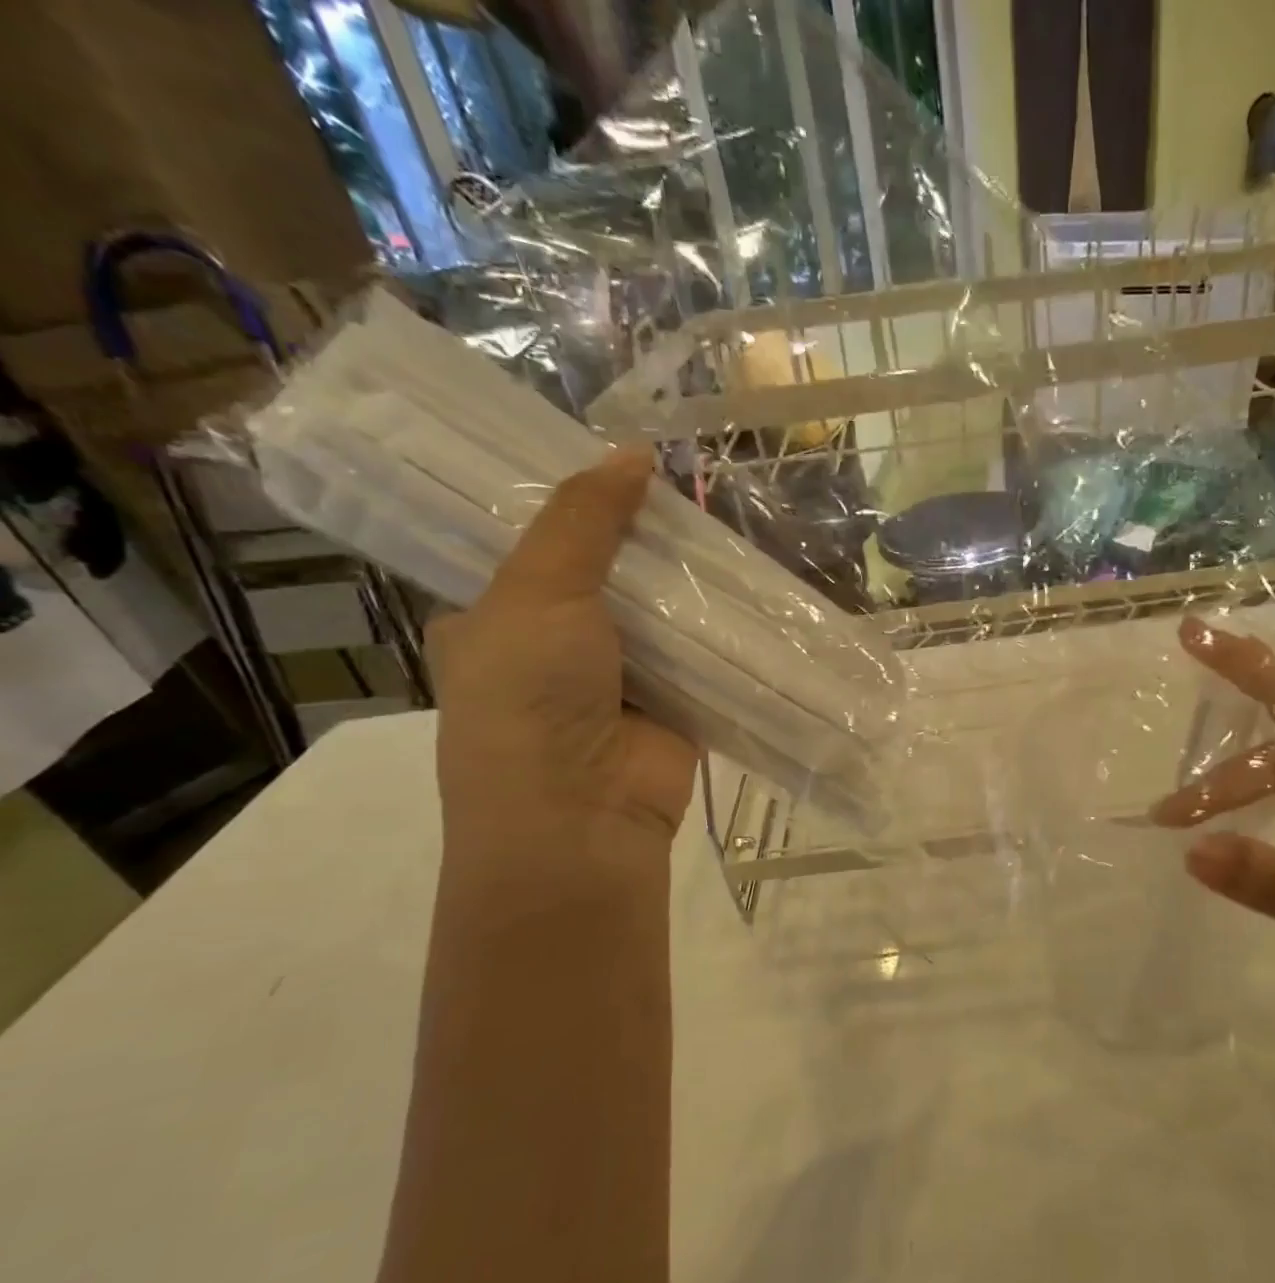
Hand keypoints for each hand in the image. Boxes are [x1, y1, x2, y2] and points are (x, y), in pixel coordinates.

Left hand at [429, 450, 697, 863]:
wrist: (582, 815)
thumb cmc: (531, 698)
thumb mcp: (537, 591)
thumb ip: (583, 520)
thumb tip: (633, 451)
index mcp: (496, 619)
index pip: (535, 546)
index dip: (575, 505)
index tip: (619, 464)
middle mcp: (554, 648)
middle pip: (607, 576)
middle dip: (645, 541)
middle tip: (690, 487)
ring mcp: (619, 681)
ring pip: (660, 615)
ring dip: (689, 584)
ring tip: (730, 525)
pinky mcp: (675, 706)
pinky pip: (702, 656)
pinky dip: (723, 630)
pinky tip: (755, 589)